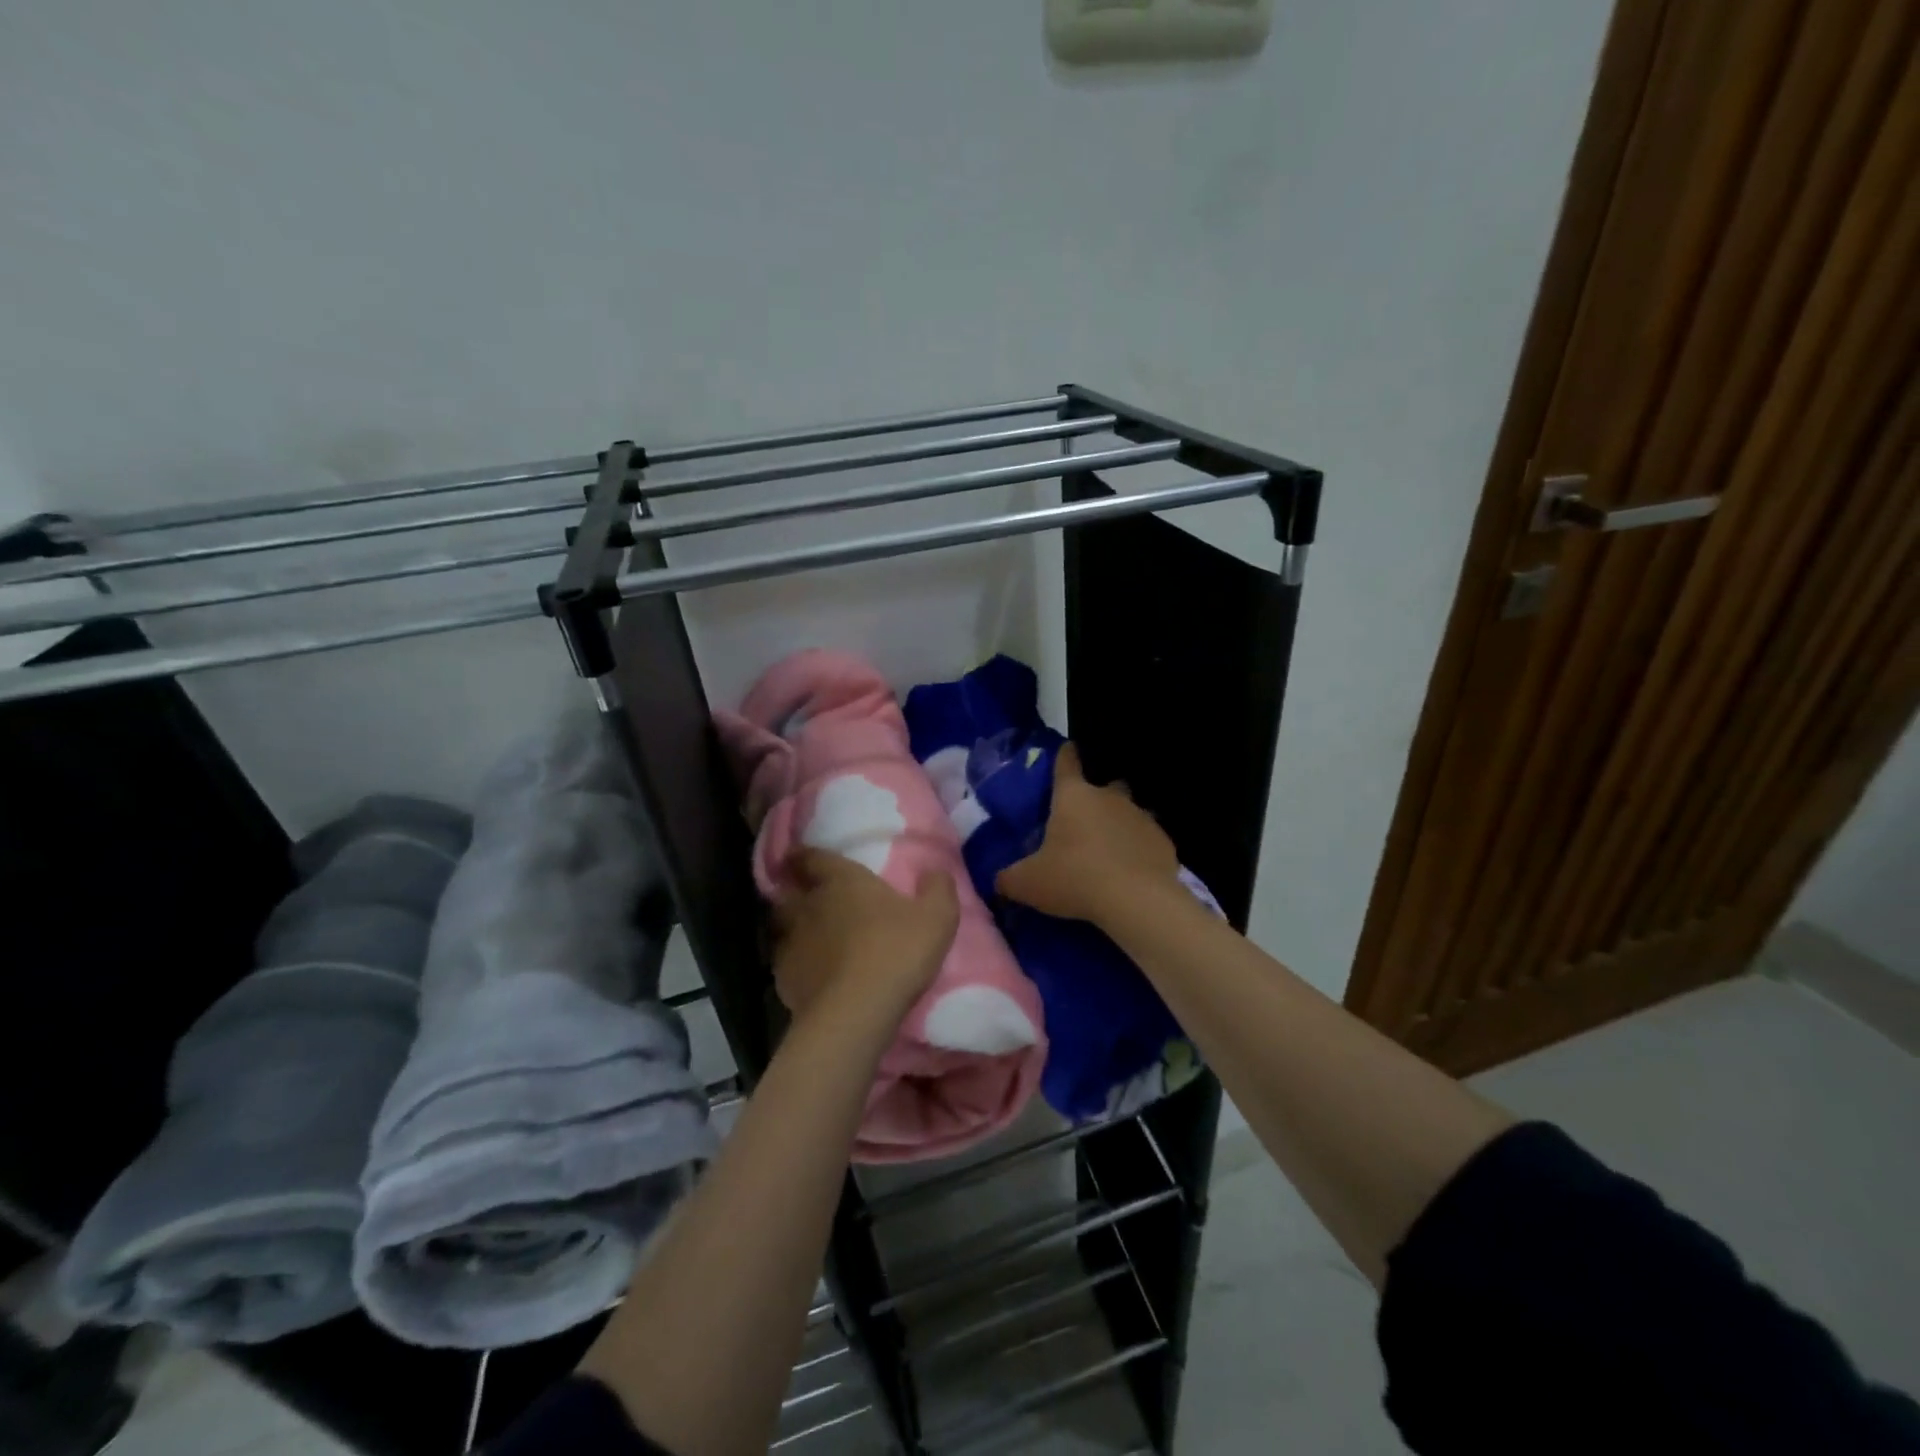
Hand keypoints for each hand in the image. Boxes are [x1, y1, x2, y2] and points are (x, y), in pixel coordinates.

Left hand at [773, 848, 958, 1024]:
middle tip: (805, 894)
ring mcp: (791, 942)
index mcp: (842, 881)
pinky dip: (793, 961)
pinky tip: (808, 971)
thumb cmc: (896, 952)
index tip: (801, 856)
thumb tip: (936, 871)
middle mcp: (809, 905)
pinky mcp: (783, 978)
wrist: (857, 1012)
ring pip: (781, 925)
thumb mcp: (937, 918)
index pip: (813, 857)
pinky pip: (784, 961)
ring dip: (790, 925)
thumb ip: (939, 889)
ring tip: (806, 934)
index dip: (806, 855)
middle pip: (789, 890)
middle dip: (794, 889)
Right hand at [995, 744, 1179, 925]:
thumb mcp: (1028, 883)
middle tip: (1086, 822)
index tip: (1068, 748)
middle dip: (1097, 798)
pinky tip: (1132, 872)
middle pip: (1106, 786)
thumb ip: (1009, 879)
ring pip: (1130, 812)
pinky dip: (1139, 851)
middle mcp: (1109, 798)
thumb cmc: (1074, 878)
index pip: (1066, 764)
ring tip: (1110, 851)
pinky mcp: (1163, 841)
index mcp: (1073, 797)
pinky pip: (1147, 840)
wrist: (1136, 900)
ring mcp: (1140, 817)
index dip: (1065, 756)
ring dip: (1120, 825)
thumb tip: (998, 882)